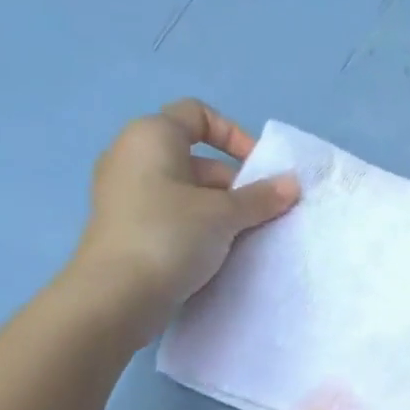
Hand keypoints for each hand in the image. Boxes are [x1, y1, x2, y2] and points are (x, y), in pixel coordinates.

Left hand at [67, 100, 298, 339]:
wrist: (116, 295)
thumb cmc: (170, 236)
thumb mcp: (224, 214)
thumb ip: (261, 197)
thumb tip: (292, 184)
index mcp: (151, 136)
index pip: (197, 114)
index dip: (234, 135)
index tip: (259, 169)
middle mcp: (133, 157)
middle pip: (197, 158)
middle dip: (235, 182)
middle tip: (261, 213)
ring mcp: (127, 194)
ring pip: (187, 190)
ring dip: (220, 209)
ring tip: (245, 237)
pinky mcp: (128, 227)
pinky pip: (173, 215)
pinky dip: (199, 226)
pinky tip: (219, 252)